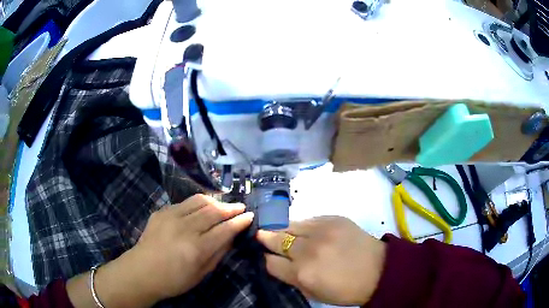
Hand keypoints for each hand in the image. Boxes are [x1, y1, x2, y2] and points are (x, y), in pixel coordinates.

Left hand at [129, 194, 253, 299]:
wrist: (142, 271)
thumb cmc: (174, 280)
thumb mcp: (201, 273)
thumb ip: (218, 253)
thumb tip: (231, 237)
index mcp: (197, 248)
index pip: (225, 229)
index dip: (240, 221)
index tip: (250, 216)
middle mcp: (185, 228)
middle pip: (214, 211)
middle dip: (231, 207)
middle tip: (240, 207)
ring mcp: (171, 216)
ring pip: (199, 201)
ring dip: (215, 201)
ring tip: (223, 205)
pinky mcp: (161, 211)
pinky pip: (184, 203)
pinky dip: (197, 204)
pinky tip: (201, 209)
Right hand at [256, 216, 385, 305]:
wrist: (379, 270)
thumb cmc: (345, 289)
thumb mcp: (314, 293)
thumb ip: (291, 279)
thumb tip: (276, 263)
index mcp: (302, 274)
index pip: (270, 262)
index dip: (267, 260)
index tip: (268, 257)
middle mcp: (308, 250)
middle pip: (275, 238)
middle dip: (266, 238)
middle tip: (262, 236)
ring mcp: (321, 230)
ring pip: (290, 224)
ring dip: (284, 230)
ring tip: (283, 232)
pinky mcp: (334, 218)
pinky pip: (309, 219)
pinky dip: (304, 226)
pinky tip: (308, 232)